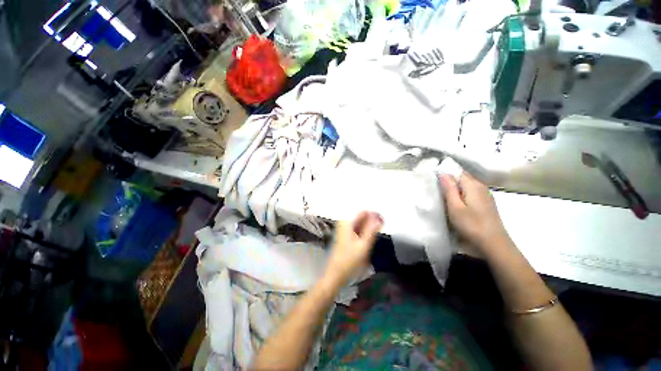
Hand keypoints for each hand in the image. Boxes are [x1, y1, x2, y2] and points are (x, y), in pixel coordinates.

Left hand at [325, 211, 382, 285]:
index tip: (383, 223)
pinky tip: (368, 240)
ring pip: (360, 224)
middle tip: (381, 230)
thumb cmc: (349, 260)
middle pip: (361, 217)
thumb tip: (379, 218)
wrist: (336, 273)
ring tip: (375, 236)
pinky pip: (357, 229)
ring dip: (369, 227)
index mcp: (347, 222)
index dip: (375, 215)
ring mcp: (344, 230)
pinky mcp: (345, 236)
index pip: (364, 212)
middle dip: (372, 222)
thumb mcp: (363, 245)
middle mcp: (344, 223)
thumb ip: (371, 230)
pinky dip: (364, 232)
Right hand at [440, 173, 510, 252]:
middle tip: (436, 190)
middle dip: (449, 181)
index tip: (433, 180)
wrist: (494, 245)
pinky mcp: (485, 204)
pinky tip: (456, 205)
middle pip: (462, 178)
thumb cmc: (472, 225)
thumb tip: (443, 174)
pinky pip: (470, 194)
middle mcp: (481, 187)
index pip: (457, 171)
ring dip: (455, 189)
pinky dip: (461, 196)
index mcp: (473, 185)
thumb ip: (449, 189)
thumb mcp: (455, 207)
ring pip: (466, 186)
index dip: (445, 173)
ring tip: (443, 197)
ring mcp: (485, 196)